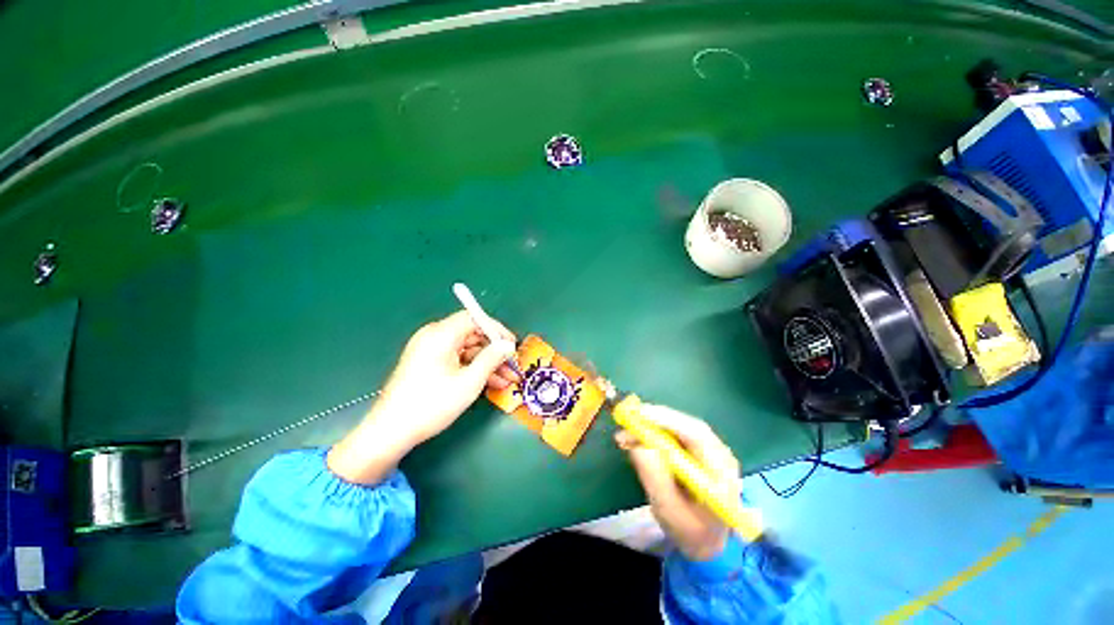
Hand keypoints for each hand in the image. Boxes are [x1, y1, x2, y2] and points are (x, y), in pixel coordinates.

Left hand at [328, 310, 517, 483]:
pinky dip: (473, 368)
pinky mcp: (428, 364)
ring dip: (488, 363)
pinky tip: (491, 383)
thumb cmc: (432, 404)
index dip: (497, 330)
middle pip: (472, 334)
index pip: (474, 318)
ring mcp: (429, 350)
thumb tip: (508, 345)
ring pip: (467, 349)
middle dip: (495, 351)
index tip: (513, 345)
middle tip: (513, 365)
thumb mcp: (469, 382)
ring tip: (508, 379)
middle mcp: (433, 336)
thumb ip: (492, 358)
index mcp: (440, 334)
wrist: (391, 432)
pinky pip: (457, 359)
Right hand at [615, 406, 741, 561]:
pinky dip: (656, 432)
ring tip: (628, 431)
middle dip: (656, 419)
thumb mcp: (669, 512)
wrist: (708, 544)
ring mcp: (712, 451)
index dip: (667, 420)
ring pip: (681, 427)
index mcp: (722, 473)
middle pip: (688, 425)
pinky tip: (639, 436)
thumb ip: (655, 479)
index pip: (697, 435)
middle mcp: (721, 455)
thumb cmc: (690, 532)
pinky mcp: (700, 451)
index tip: (639, 414)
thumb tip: (637, 445)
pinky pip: (677, 434)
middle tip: (628, 417)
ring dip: (653, 425)